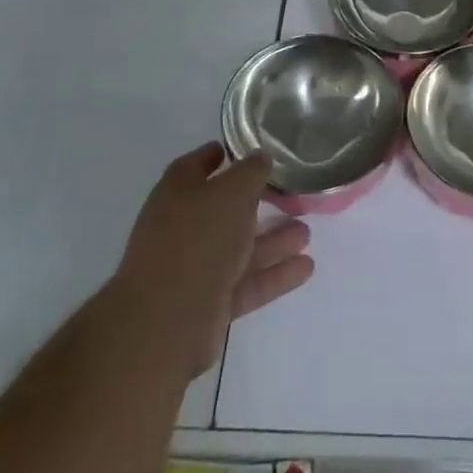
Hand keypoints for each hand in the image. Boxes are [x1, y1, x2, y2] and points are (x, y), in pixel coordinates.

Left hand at [114, 144, 314, 376]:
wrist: (166, 322)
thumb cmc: (198, 239)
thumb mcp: (231, 192)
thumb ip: (251, 172)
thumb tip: (261, 157)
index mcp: (177, 193)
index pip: (195, 165)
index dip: (218, 155)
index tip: (247, 150)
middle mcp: (182, 227)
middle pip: (223, 209)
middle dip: (256, 203)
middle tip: (290, 194)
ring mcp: (194, 268)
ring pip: (239, 248)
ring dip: (272, 240)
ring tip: (307, 232)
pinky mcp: (208, 304)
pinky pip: (246, 282)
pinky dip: (274, 274)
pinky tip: (306, 267)